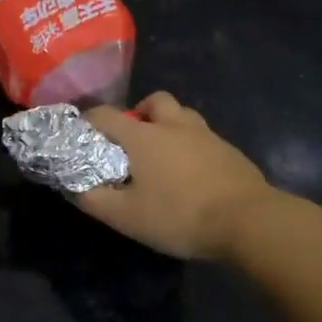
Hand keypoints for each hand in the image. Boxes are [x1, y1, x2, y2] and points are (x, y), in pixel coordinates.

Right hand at [75, 92, 270, 260]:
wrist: (248, 221)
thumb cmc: (180, 215)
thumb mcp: (126, 217)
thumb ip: (94, 199)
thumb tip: (73, 186)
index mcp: (143, 136)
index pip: (106, 114)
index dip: (89, 120)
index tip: (82, 134)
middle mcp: (174, 125)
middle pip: (154, 100)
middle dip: (139, 113)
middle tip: (134, 140)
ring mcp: (206, 135)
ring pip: (183, 115)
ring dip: (169, 125)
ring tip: (165, 154)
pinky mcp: (229, 151)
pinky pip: (204, 137)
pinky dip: (192, 146)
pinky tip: (193, 173)